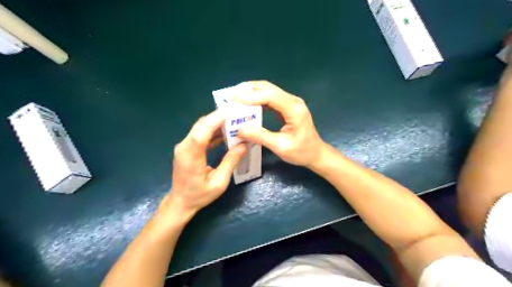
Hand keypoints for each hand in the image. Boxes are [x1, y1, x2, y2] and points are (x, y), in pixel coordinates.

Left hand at [159, 110, 247, 219]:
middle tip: (238, 114)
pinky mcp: (187, 147)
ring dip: (217, 123)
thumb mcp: (219, 182)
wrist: (181, 202)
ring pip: (201, 127)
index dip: (215, 120)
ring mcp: (184, 146)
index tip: (231, 111)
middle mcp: (184, 147)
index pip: (202, 132)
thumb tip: (243, 145)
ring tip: (235, 121)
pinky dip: (213, 131)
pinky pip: (200, 134)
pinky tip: (225, 133)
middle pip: (201, 125)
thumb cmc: (199, 195)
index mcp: (191, 156)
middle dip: (219, 117)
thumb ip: (230, 162)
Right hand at [234, 80, 324, 167]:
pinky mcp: (287, 106)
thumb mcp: (280, 147)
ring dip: (252, 92)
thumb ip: (260, 136)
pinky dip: (257, 98)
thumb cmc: (301, 152)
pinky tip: (247, 103)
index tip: (233, 98)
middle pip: (268, 88)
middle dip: (248, 90)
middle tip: (230, 96)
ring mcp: (291, 102)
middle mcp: (293, 101)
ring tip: (235, 98)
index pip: (270, 96)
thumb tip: (239, 129)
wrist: (316, 153)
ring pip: (269, 91)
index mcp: (294, 109)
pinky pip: (270, 98)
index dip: (250, 96)